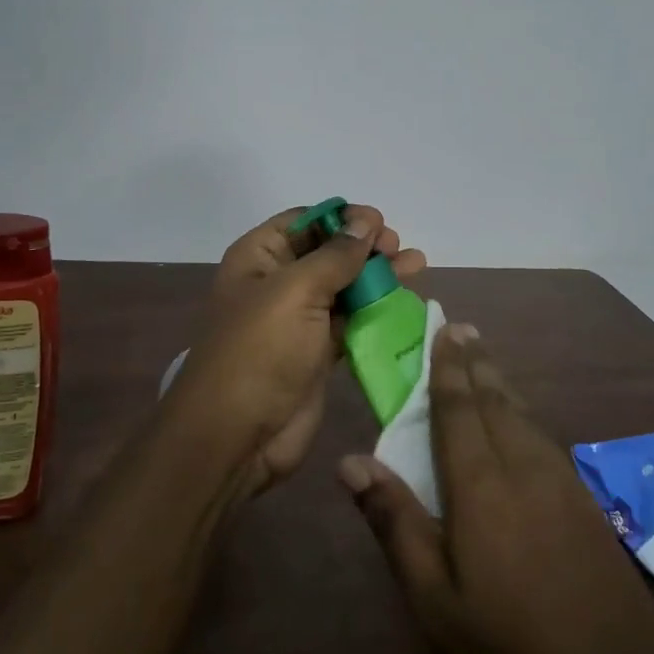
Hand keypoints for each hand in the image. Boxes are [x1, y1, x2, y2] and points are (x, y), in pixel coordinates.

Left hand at [165, 205, 425, 496]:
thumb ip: (336, 256)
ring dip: (378, 276)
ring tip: (416, 265)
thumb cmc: (260, 351)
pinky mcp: (318, 352)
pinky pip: (352, 321)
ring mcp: (299, 320)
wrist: (238, 436)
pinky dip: (377, 311)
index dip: (341, 218)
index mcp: (259, 257)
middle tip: (398, 248)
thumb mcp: (296, 291)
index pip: (304, 222)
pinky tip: (406, 303)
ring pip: (344, 287)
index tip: (378, 223)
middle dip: (365, 246)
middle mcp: (277, 283)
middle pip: (328, 252)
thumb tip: (365, 221)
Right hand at [339, 324, 653, 653]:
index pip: (458, 409)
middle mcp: (524, 467)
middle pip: (496, 400)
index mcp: (482, 485)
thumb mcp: (435, 599)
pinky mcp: (585, 504)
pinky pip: (544, 437)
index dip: (447, 367)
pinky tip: (522, 422)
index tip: (442, 328)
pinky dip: (524, 413)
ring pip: (524, 415)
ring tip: (485, 360)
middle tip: (461, 328)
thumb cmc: (511, 649)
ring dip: (501, 382)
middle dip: (475, 362)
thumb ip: (395, 522)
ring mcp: (562, 484)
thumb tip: (350, 460)